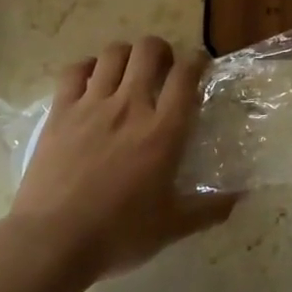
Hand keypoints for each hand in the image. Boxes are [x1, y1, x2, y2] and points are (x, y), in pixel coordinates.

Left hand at [10, 37, 237, 282]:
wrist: (52, 242)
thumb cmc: (118, 234)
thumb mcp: (171, 226)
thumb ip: (207, 210)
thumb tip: (239, 199)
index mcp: (163, 130)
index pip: (186, 74)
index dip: (197, 61)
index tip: (199, 66)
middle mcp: (130, 106)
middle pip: (149, 50)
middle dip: (160, 50)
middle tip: (162, 67)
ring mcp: (92, 104)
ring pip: (113, 53)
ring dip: (126, 55)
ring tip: (127, 71)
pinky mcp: (60, 111)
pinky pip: (74, 71)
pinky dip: (86, 67)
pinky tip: (90, 80)